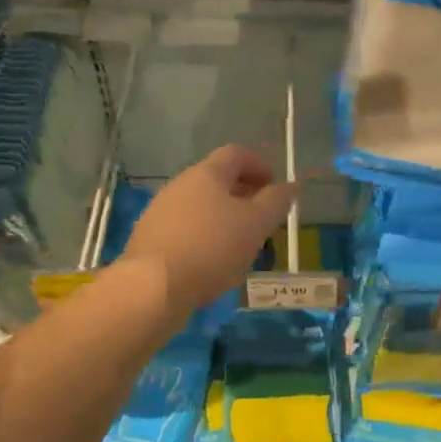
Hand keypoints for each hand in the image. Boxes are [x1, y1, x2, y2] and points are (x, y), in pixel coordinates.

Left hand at [123, 146, 298, 313]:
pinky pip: (184, 228)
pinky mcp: (149, 238)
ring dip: (223, 217)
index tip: (274, 186)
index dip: (259, 165)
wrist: (152, 287)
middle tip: (262, 217)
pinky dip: (204, 236)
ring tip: (240, 243)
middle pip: (216, 179)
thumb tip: (291, 185)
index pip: (236, 154)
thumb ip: (276, 202)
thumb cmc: (211, 248)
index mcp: (206, 174)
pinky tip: (212, 261)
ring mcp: (160, 211)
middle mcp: (179, 185)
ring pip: (200, 206)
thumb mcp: (256, 224)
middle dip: (242, 194)